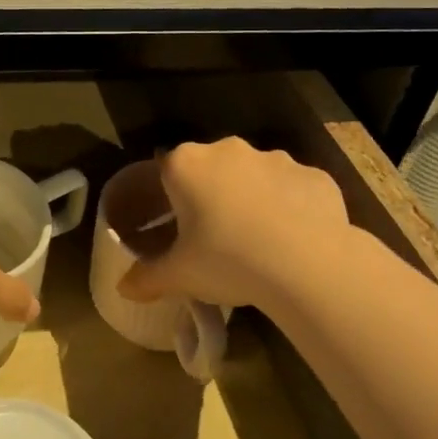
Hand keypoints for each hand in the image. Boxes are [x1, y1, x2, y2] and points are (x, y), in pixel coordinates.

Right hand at [119, 138, 351, 310]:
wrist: (307, 265)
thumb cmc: (227, 260)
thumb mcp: (178, 276)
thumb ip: (146, 278)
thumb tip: (123, 288)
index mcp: (186, 165)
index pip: (165, 170)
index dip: (168, 198)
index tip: (175, 227)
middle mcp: (228, 150)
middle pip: (210, 168)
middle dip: (210, 194)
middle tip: (213, 236)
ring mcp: (275, 158)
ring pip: (254, 176)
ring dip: (251, 198)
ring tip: (257, 241)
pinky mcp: (314, 175)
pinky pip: (293, 189)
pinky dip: (290, 207)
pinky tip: (294, 241)